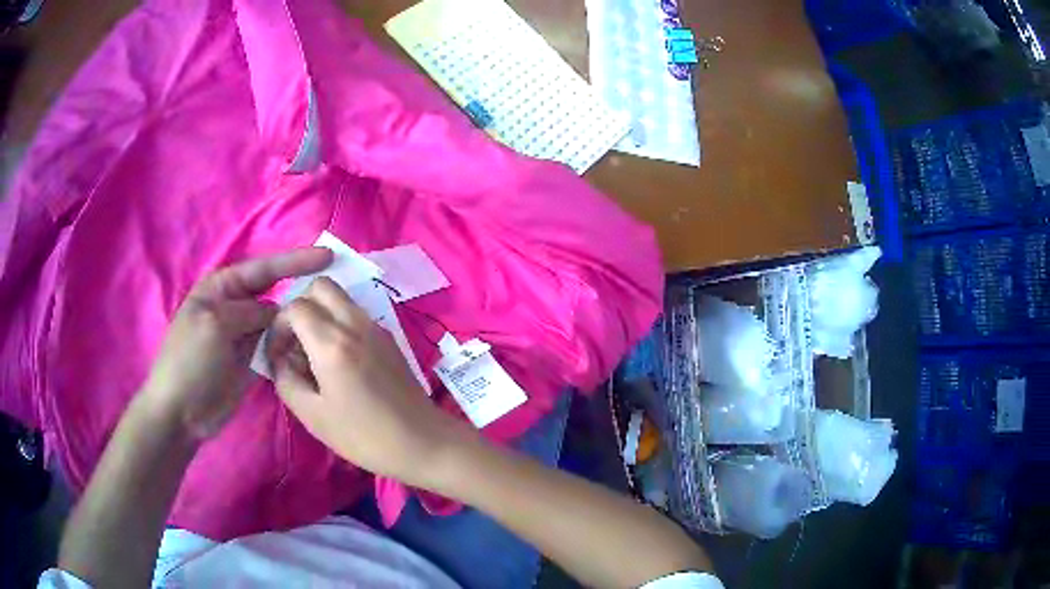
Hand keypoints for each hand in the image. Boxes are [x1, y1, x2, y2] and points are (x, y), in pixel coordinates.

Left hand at [142, 248, 332, 439]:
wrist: (181, 411)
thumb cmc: (190, 361)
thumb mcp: (216, 325)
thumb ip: (250, 312)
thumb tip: (278, 312)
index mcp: (222, 288)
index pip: (264, 269)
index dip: (296, 261)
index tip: (328, 257)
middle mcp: (236, 306)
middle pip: (275, 292)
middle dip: (302, 289)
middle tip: (336, 291)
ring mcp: (245, 335)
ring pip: (279, 321)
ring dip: (299, 321)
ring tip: (329, 320)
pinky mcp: (252, 360)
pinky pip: (277, 346)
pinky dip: (292, 345)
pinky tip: (312, 346)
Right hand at [267, 277, 475, 487]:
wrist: (423, 442)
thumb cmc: (364, 436)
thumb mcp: (313, 416)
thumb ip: (286, 380)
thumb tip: (279, 359)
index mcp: (332, 343)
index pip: (295, 306)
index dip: (279, 326)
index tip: (278, 354)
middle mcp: (355, 324)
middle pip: (320, 286)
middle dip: (300, 306)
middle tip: (295, 342)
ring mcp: (376, 327)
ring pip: (340, 296)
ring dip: (320, 312)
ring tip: (315, 352)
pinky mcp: (389, 336)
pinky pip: (356, 313)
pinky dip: (339, 321)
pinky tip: (339, 358)